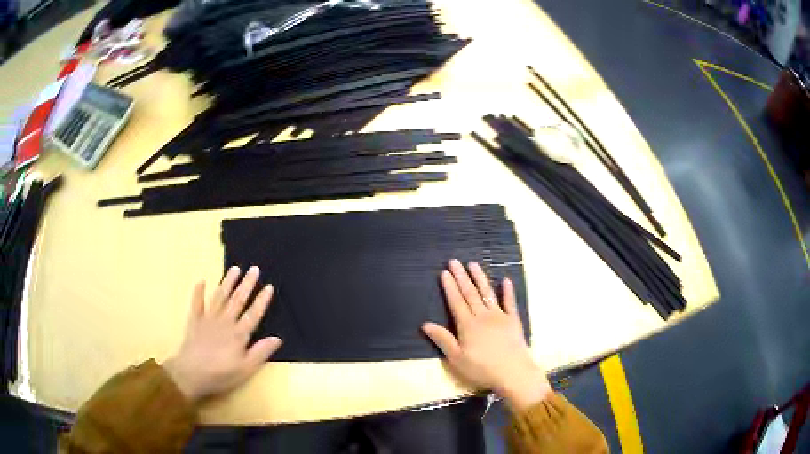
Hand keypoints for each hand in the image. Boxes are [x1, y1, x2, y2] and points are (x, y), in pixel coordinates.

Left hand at [163, 266, 281, 402]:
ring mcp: (208, 319)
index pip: (253, 314)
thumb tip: (277, 338)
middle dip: (247, 284)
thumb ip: (260, 352)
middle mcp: (225, 322)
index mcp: (238, 335)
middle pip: (238, 301)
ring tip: (235, 269)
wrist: (191, 374)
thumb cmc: (220, 375)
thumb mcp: (245, 369)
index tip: (268, 286)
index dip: (261, 301)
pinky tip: (201, 281)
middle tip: (254, 269)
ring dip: (227, 282)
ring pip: (220, 297)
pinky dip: (198, 291)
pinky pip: (197, 303)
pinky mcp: (194, 321)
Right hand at [422, 260, 551, 410]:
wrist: (513, 372)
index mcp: (467, 325)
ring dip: (480, 278)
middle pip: (470, 293)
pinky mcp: (514, 320)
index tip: (445, 272)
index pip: (456, 302)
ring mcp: (500, 316)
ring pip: (487, 293)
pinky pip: (510, 302)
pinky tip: (505, 280)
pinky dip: (507, 291)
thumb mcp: (457, 358)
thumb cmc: (482, 369)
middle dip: (461, 277)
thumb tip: (425, 324)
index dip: (449, 287)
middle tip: (454, 261)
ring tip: (473, 264)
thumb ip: (443, 340)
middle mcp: (482, 316)